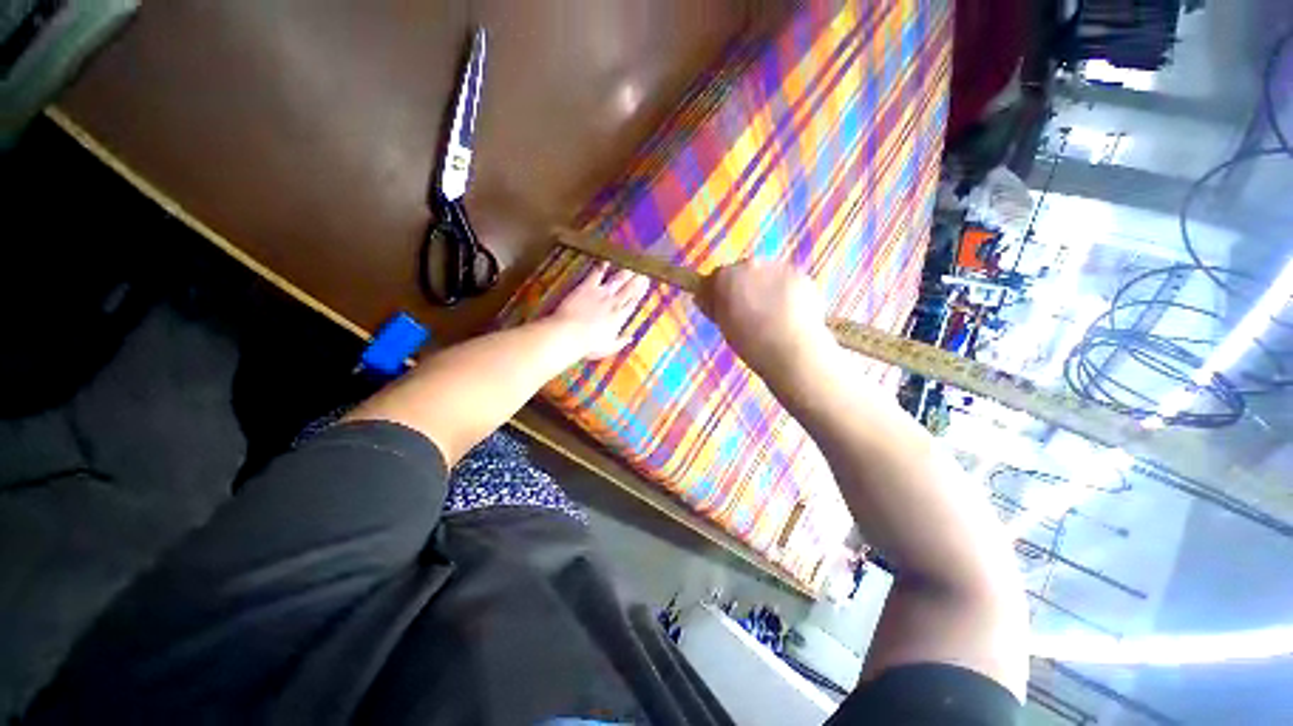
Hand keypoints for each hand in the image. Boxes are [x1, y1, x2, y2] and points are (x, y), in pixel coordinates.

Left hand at [549, 262, 649, 360]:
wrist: (569, 334)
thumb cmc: (588, 345)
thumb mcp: (608, 347)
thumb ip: (621, 342)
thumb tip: (631, 338)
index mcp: (619, 318)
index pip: (633, 303)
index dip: (640, 293)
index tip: (646, 286)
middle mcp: (613, 303)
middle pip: (629, 290)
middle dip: (637, 281)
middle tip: (643, 274)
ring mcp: (601, 294)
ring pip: (617, 280)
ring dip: (625, 274)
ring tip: (631, 268)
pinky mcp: (586, 288)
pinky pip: (596, 274)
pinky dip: (601, 267)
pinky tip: (606, 262)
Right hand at [697, 259, 836, 385]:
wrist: (792, 350)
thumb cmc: (750, 342)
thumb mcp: (723, 325)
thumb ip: (713, 306)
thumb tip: (704, 297)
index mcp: (728, 276)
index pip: (718, 276)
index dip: (720, 291)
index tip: (723, 307)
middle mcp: (753, 265)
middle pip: (745, 271)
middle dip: (745, 286)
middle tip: (749, 313)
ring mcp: (781, 268)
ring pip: (769, 275)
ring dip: (767, 288)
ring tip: (773, 317)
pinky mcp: (803, 277)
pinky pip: (790, 283)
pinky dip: (788, 295)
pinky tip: (790, 316)